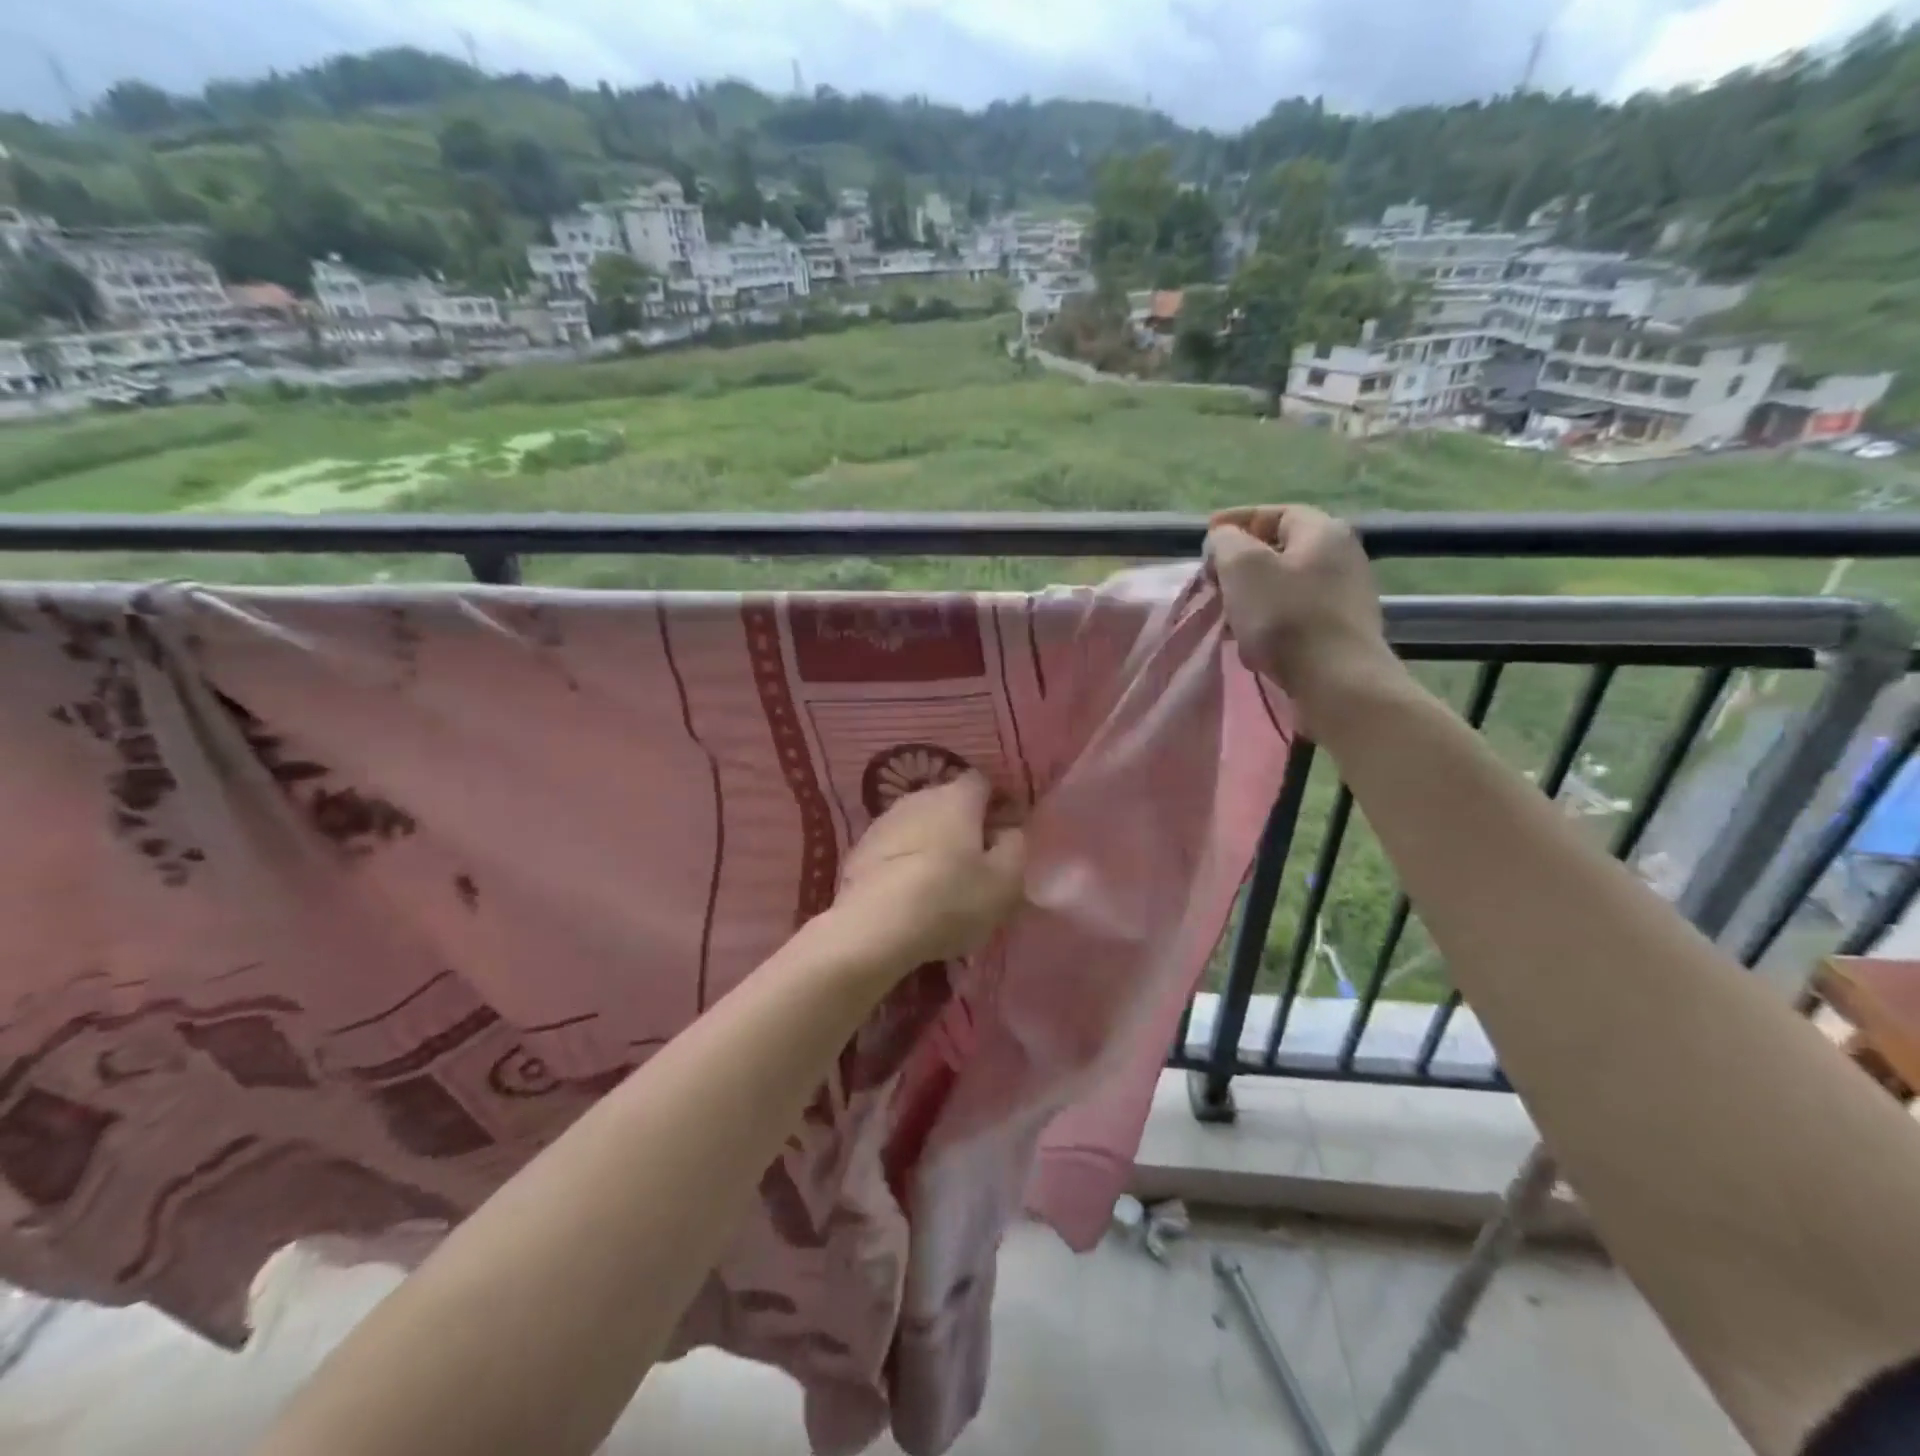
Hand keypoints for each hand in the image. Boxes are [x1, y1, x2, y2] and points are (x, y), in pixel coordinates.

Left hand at [831, 772, 1026, 967]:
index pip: (982, 783)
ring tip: (940, 881)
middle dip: (964, 824)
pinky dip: (906, 860)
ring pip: (919, 823)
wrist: (874, 927)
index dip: (996, 804)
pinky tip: (909, 891)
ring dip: (932, 842)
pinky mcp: (860, 849)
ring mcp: (884, 821)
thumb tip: (1007, 832)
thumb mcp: (1005, 881)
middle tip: (976, 862)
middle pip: (949, 802)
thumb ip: (1015, 847)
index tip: (1004, 833)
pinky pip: (894, 847)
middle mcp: (919, 797)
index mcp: (957, 797)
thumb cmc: (951, 898)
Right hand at [1206, 505, 1402, 726]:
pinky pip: (1296, 614)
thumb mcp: (1242, 568)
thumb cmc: (1286, 617)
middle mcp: (1343, 556)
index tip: (1206, 536)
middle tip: (1213, 580)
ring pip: (1286, 584)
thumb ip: (1226, 542)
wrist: (1337, 681)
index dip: (1237, 521)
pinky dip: (1270, 620)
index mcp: (1323, 531)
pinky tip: (1253, 640)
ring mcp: (1347, 595)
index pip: (1275, 513)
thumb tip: (1224, 540)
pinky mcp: (1343, 630)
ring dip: (1253, 595)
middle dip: (1242, 563)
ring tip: (1227, 614)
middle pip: (1281, 549)